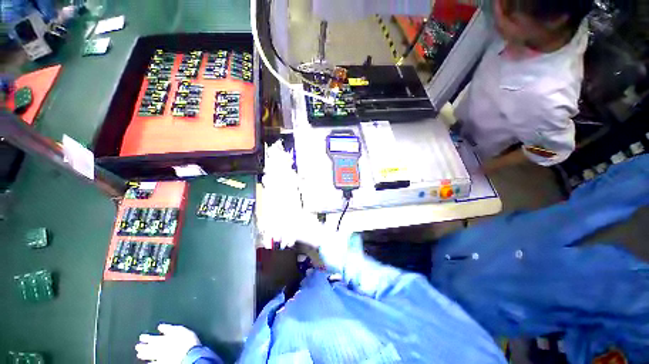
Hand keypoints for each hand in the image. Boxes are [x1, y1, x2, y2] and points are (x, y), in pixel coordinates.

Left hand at [135, 324, 200, 363]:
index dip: (146, 337)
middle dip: (142, 347)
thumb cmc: (187, 340)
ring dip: (144, 355)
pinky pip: (154, 363)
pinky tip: (148, 363)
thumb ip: (169, 328)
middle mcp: (159, 348)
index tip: (141, 337)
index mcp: (162, 339)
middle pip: (148, 347)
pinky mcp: (163, 363)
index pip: (151, 338)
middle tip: (137, 346)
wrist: (189, 354)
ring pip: (149, 355)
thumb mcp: (180, 330)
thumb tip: (160, 326)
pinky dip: (150, 363)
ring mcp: (160, 356)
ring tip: (139, 354)